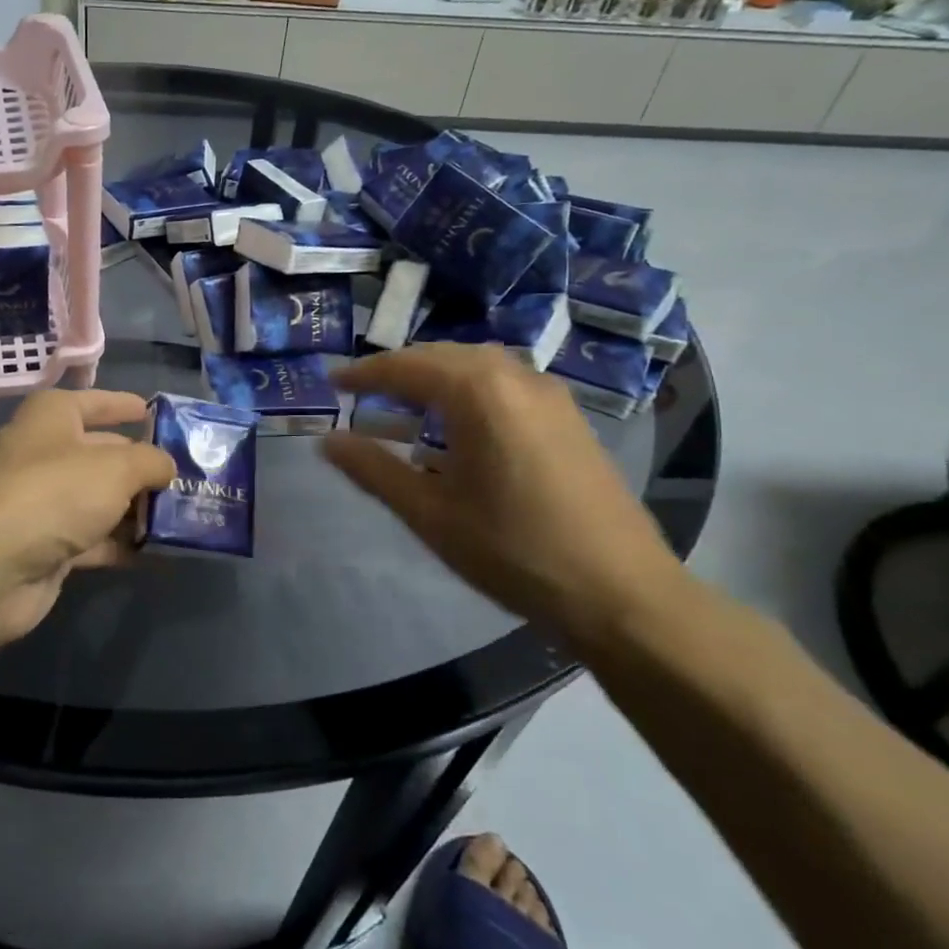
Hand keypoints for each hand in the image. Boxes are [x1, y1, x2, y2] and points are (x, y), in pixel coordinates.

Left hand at [0, 390, 175, 644]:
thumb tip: (167, 467)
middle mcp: (48, 453)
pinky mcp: (50, 544)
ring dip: (139, 507)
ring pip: (103, 498)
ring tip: (187, 512)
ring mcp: (47, 501)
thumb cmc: (53, 493)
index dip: (128, 406)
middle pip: (106, 453)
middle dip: (146, 464)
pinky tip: (160, 549)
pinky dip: (124, 542)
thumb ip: (151, 462)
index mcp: (54, 417)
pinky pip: (97, 537)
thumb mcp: (115, 467)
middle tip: (193, 474)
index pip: (99, 401)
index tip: (161, 415)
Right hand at [324, 345, 688, 644]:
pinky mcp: (569, 417)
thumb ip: (373, 470)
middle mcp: (516, 377)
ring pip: (478, 366)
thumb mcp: (430, 513)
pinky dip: (469, 390)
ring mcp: (550, 395)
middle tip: (363, 393)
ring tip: (405, 405)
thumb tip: (327, 441)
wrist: (621, 592)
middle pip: (443, 356)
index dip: (363, 373)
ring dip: (436, 377)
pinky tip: (460, 426)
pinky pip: (505, 384)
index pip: (406, 366)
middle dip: (399, 370)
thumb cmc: (513, 550)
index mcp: (478, 392)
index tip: (331, 382)